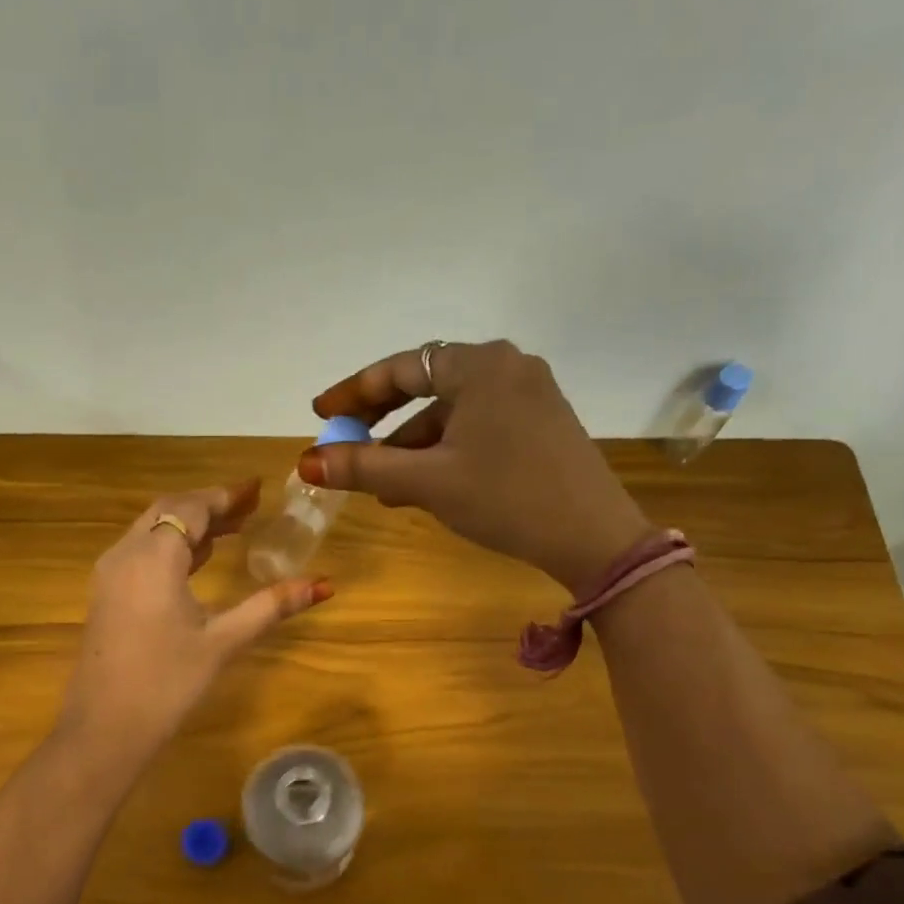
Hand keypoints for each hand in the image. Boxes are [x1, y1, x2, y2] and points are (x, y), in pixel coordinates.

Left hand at [59, 480, 332, 753]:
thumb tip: (324, 584)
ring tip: (231, 531)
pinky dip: (170, 545)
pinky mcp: (105, 596)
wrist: (103, 729)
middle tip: (248, 508)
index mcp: (153, 557)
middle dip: (208, 505)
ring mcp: (109, 575)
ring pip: (150, 530)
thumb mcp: (223, 641)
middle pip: (167, 511)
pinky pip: (139, 552)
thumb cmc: (167, 683)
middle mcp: (125, 555)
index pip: (190, 508)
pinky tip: (196, 562)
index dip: (224, 496)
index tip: (256, 489)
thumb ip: (271, 606)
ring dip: (188, 525)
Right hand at [300, 341, 653, 594]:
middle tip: (347, 446)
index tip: (320, 413)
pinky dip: (446, 451)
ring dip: (414, 445)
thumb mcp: (428, 482)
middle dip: (383, 422)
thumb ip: (365, 467)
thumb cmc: (506, 499)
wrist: (595, 538)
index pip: (400, 368)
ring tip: (384, 487)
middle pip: (426, 386)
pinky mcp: (542, 424)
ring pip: (453, 413)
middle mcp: (507, 367)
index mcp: (479, 366)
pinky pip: (479, 427)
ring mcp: (530, 395)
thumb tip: (308, 460)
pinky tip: (428, 486)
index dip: (354, 392)